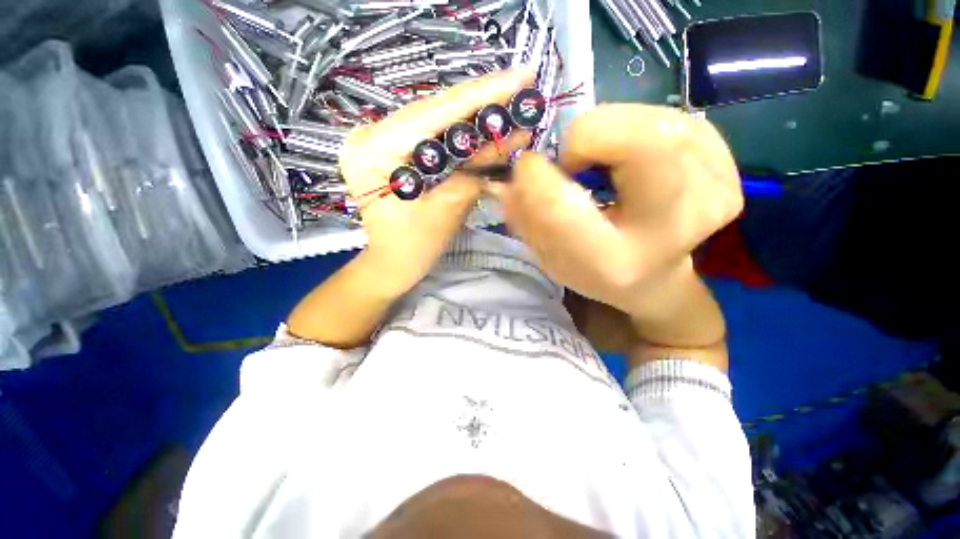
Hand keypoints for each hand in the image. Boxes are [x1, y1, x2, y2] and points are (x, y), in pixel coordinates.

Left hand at [338, 69, 533, 293]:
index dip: (481, 95)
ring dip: (474, 113)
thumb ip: (474, 175)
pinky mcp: (391, 150)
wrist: (390, 265)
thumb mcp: (445, 213)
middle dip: (482, 100)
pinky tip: (484, 122)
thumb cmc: (411, 250)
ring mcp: (379, 141)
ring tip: (509, 101)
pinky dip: (460, 131)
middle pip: (435, 110)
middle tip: (521, 84)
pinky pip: (431, 134)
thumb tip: (509, 141)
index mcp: (374, 152)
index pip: (435, 113)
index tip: (521, 75)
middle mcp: (370, 136)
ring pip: (435, 119)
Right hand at [492, 104, 742, 314]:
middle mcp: (673, 229)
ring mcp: (713, 190)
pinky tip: (629, 158)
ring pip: (652, 121)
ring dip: (610, 133)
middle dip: (585, 140)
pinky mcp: (725, 164)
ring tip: (601, 165)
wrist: (654, 278)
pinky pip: (671, 118)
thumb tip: (513, 174)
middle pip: (637, 145)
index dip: (538, 177)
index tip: (527, 169)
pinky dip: (636, 127)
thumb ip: (525, 217)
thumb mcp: (549, 255)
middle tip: (572, 164)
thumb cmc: (595, 270)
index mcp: (615, 262)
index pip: (565, 208)